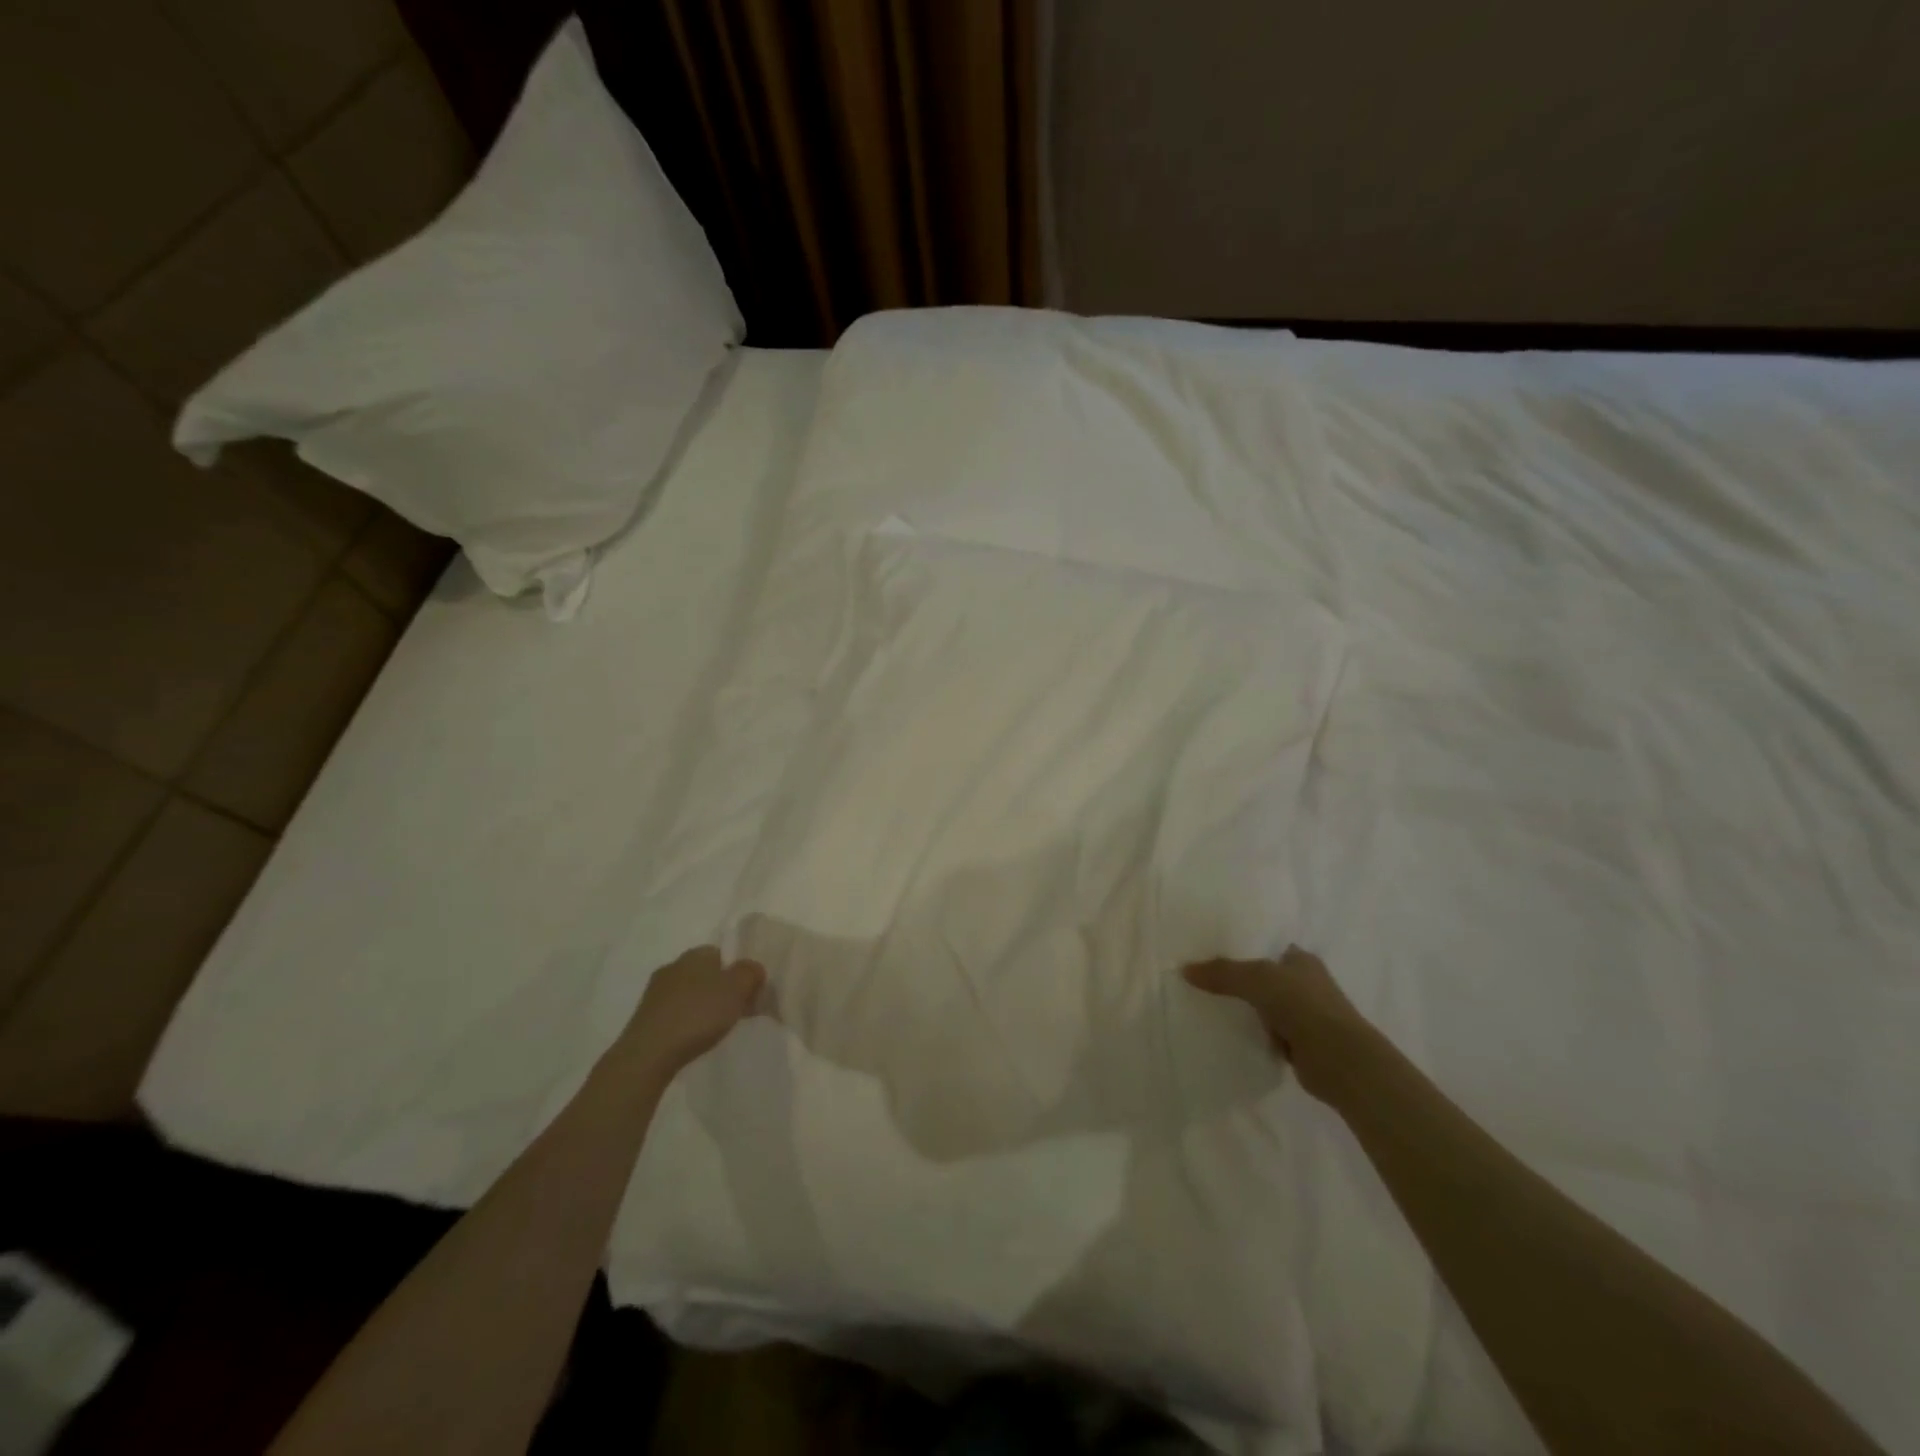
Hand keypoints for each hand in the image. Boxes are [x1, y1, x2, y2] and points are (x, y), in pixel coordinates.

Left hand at [618, 946, 764, 1074]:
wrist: (649, 1054)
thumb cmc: (698, 1014)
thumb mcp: (737, 989)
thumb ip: (750, 972)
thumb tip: (753, 968)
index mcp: (695, 954)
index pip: (722, 953)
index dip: (738, 971)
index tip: (749, 993)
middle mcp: (673, 966)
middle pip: (706, 973)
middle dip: (721, 989)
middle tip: (737, 1011)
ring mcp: (655, 992)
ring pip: (690, 993)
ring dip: (703, 1006)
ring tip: (716, 1028)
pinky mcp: (645, 1017)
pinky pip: (675, 1012)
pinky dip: (687, 1021)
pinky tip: (693, 1038)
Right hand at [1183, 945, 1371, 1103]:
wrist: (1341, 1061)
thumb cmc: (1304, 1006)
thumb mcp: (1257, 979)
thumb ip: (1223, 973)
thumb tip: (1185, 969)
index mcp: (1302, 961)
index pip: (1269, 948)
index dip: (1244, 950)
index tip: (1213, 953)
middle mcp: (1306, 985)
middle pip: (1264, 978)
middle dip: (1240, 982)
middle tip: (1204, 981)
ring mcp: (1305, 1016)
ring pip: (1265, 1008)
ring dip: (1247, 1011)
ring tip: (1210, 1007)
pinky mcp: (1302, 1045)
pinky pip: (1268, 1034)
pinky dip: (1255, 1036)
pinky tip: (1231, 1035)